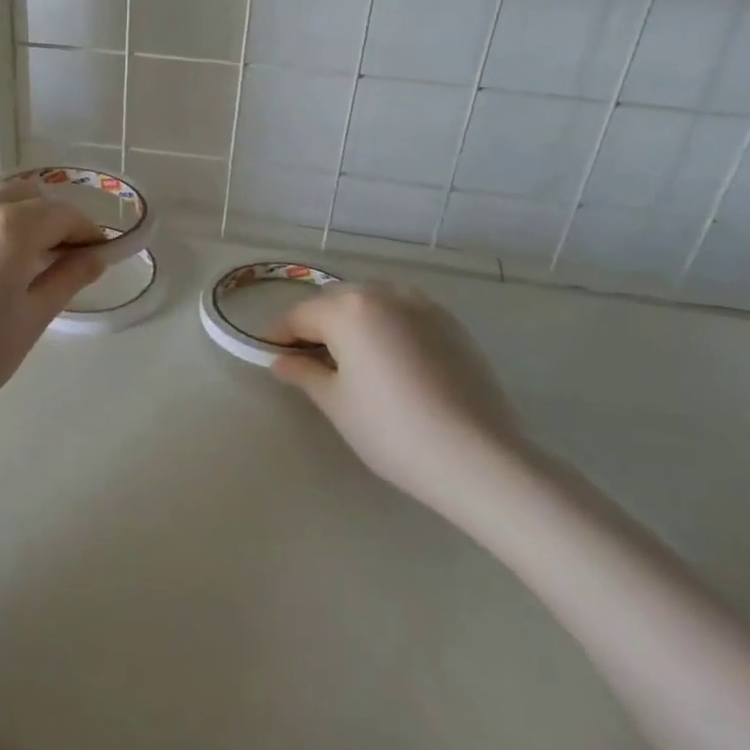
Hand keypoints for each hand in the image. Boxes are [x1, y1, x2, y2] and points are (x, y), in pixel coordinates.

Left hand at [0, 178, 106, 432]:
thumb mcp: (32, 319)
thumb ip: (67, 278)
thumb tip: (96, 256)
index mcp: (11, 228)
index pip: (63, 214)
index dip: (86, 231)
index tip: (97, 254)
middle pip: (29, 194)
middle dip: (53, 217)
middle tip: (62, 254)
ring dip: (18, 209)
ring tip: (23, 249)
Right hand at [268, 283, 535, 521]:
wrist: (479, 457)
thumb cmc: (393, 430)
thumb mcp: (336, 403)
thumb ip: (303, 373)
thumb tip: (280, 362)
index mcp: (348, 308)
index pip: (299, 315)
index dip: (279, 336)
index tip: (270, 356)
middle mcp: (383, 293)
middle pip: (335, 303)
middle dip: (316, 326)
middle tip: (307, 362)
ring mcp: (421, 304)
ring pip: (371, 304)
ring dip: (352, 324)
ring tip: (350, 362)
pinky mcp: (450, 323)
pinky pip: (402, 314)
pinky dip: (386, 328)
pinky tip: (390, 364)